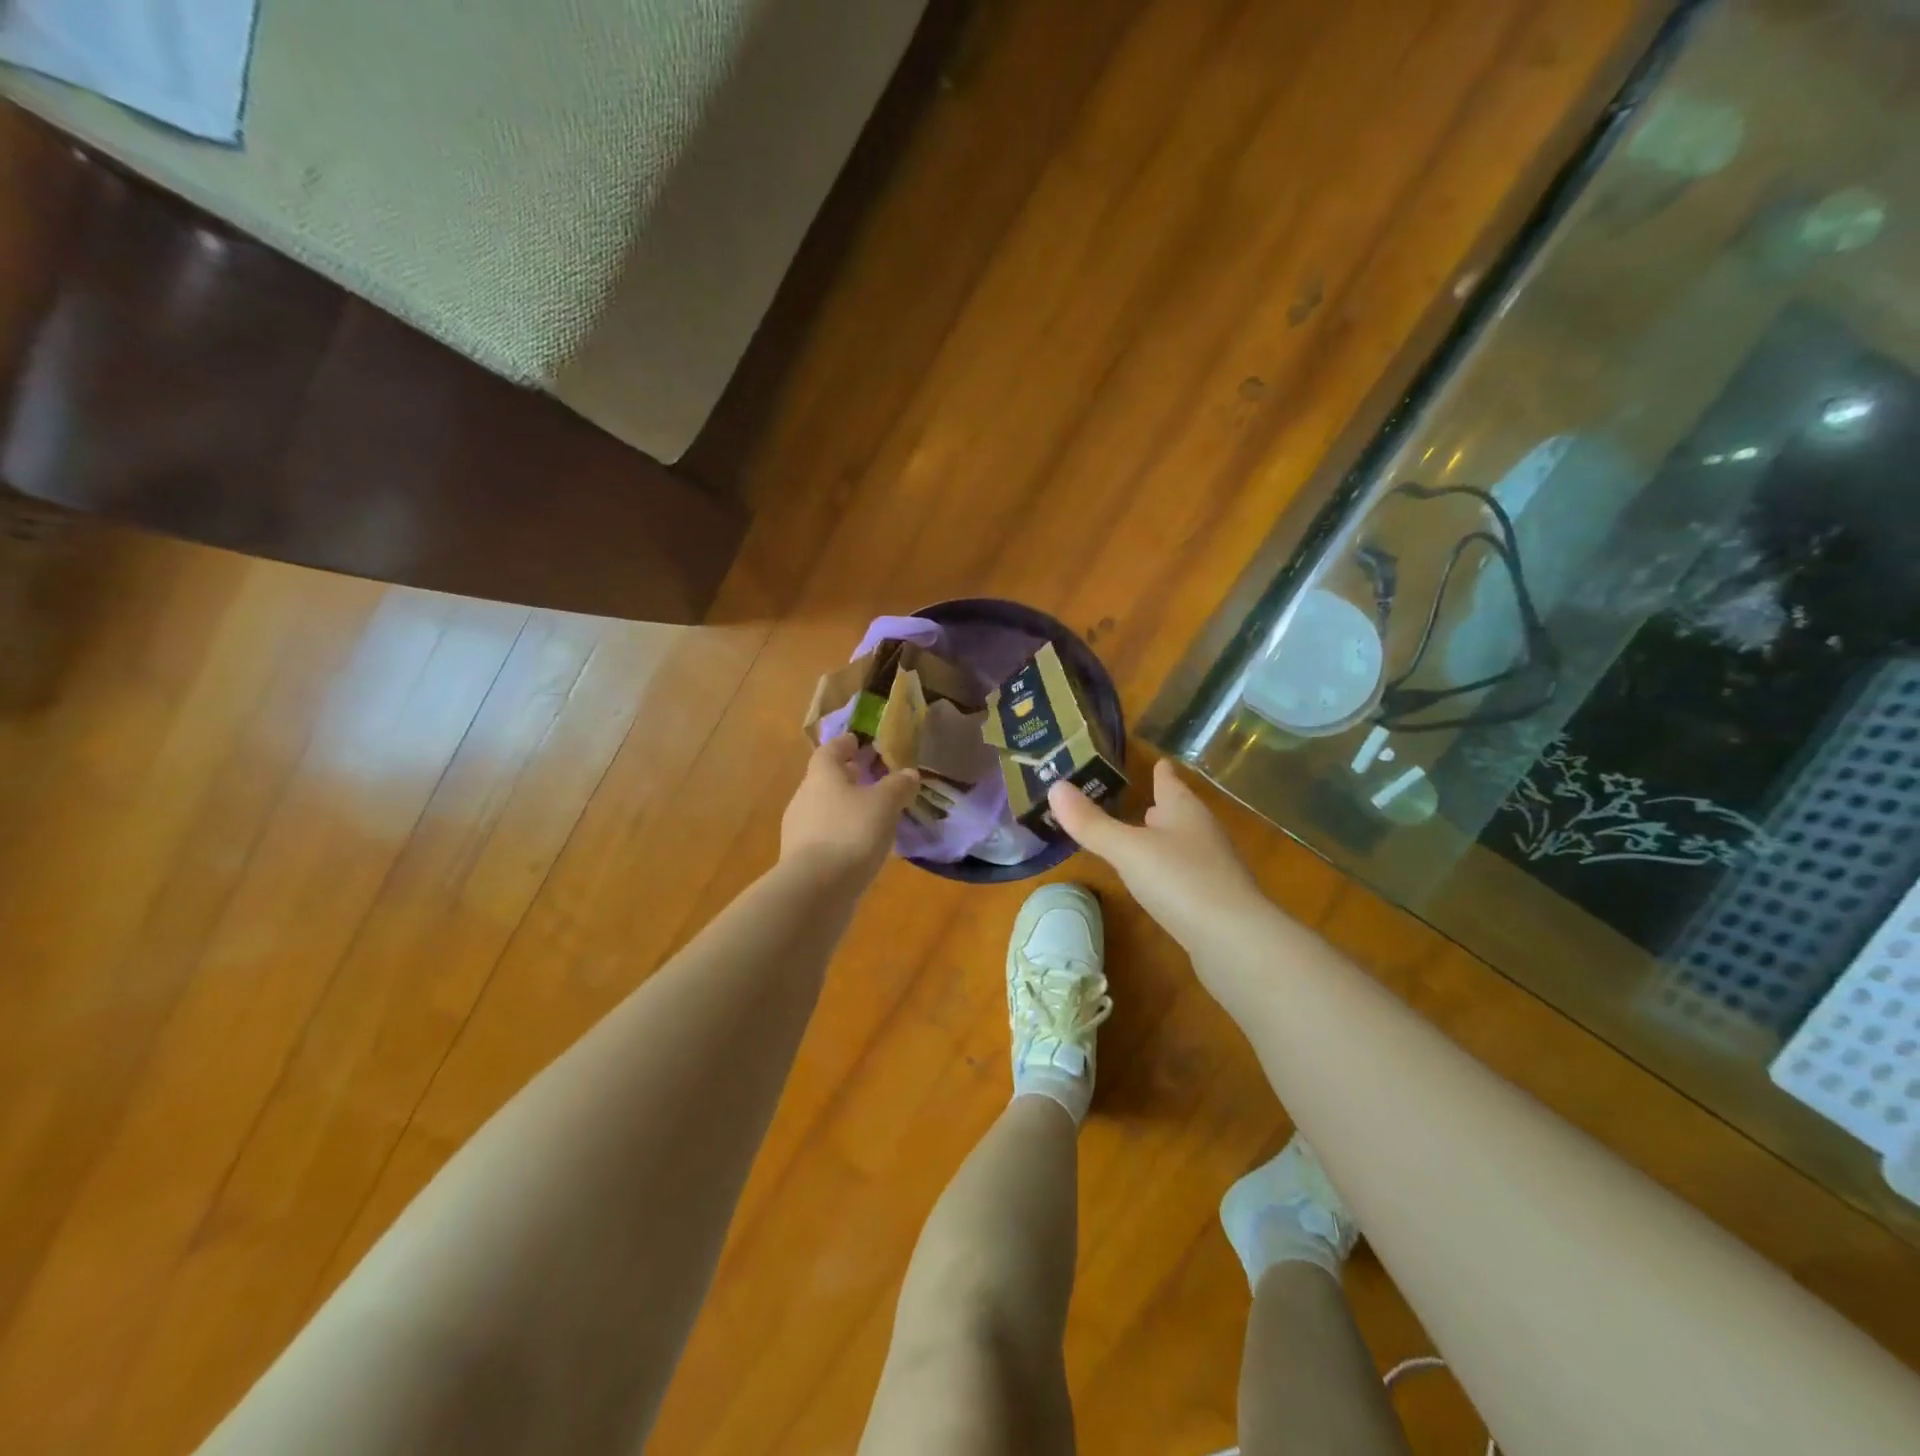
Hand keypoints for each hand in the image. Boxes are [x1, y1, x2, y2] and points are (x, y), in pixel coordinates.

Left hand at [781, 735, 920, 880]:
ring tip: (875, 815)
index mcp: (822, 776)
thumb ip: (897, 785)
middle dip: (850, 777)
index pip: (830, 750)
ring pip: (826, 809)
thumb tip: (908, 773)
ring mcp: (799, 830)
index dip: (846, 744)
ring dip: (847, 808)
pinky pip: (826, 836)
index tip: (860, 742)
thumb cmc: (851, 832)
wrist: (816, 889)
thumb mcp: (884, 804)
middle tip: (875, 777)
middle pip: (826, 780)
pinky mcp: (803, 859)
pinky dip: (843, 834)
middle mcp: (805, 798)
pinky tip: (862, 846)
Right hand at [1048, 759, 1270, 960]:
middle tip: (1139, 797)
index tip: (1155, 760)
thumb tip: (1055, 787)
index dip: (1160, 771)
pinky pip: (1186, 874)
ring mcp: (1213, 868)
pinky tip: (1157, 881)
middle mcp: (1202, 833)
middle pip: (1179, 811)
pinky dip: (1168, 870)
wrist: (1235, 942)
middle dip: (1161, 804)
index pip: (1169, 781)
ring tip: (1143, 835)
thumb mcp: (1127, 849)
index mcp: (1185, 810)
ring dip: (1164, 838)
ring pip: (1184, 843)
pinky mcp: (1215, 901)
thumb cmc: (1180, 881)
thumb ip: (1091, 823)